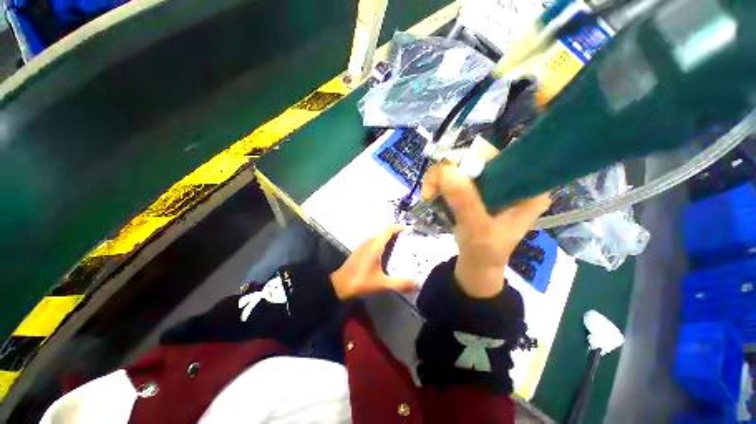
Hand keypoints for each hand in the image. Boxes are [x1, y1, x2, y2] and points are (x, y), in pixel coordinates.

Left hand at [330, 226, 417, 299]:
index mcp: (375, 245)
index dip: (398, 227)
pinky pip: (374, 242)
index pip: (388, 229)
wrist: (339, 285)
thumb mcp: (382, 284)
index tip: (409, 230)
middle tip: (409, 239)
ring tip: (401, 245)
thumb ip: (400, 283)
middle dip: (396, 233)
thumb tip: (417, 284)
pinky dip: (383, 243)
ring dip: (389, 237)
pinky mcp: (360, 251)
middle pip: (384, 231)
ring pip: (379, 236)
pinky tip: (388, 254)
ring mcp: (363, 246)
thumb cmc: (361, 282)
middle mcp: (369, 242)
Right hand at [421, 162, 550, 297]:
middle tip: (431, 189)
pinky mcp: (475, 187)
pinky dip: (438, 181)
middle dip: (450, 169)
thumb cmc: (485, 251)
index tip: (451, 177)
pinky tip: (431, 194)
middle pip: (477, 157)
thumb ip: (465, 202)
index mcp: (527, 188)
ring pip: (461, 163)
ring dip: (439, 176)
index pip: (504, 157)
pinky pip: (453, 173)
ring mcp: (491, 182)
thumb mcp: (478, 230)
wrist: (477, 263)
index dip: (475, 160)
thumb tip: (446, 170)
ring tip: (428, 195)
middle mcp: (511, 179)